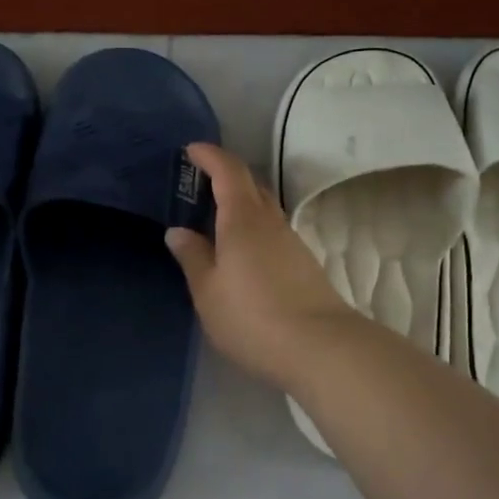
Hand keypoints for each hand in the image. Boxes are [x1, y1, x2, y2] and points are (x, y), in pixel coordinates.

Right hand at [164, 142, 355, 388]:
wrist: (320, 347)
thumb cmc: (252, 316)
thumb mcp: (208, 291)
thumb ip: (192, 257)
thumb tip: (178, 232)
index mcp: (243, 218)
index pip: (228, 170)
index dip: (210, 156)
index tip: (192, 150)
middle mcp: (270, 221)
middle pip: (250, 185)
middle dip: (225, 176)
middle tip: (198, 184)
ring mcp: (291, 242)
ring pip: (264, 209)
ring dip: (241, 204)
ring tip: (215, 220)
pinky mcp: (303, 264)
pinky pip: (272, 231)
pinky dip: (253, 228)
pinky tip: (240, 252)